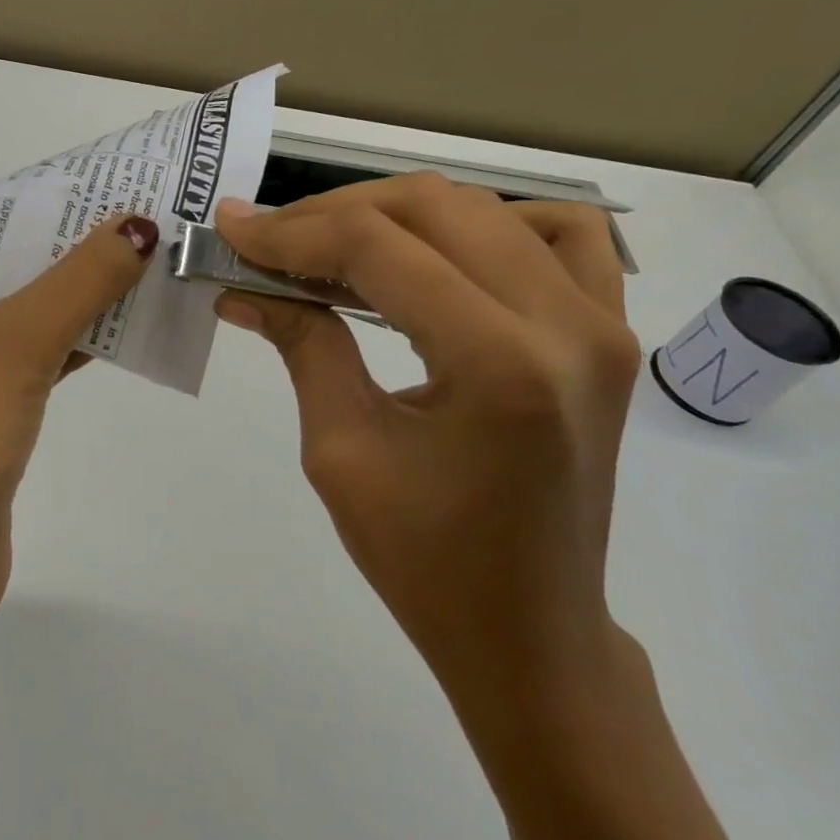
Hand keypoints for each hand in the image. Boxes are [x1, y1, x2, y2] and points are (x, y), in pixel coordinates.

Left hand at [0, 215, 159, 674]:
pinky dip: (64, 340)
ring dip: (67, 293)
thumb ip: (81, 279)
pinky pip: (19, 358)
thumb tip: (140, 225)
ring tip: (135, 252)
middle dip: (58, 244)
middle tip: (127, 209)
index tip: (91, 176)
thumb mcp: (16, 341)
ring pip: (9, 312)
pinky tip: (117, 318)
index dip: (29, 197)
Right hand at [212, 178, 641, 718]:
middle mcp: (565, 324)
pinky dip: (487, 221)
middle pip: (432, 207)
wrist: (529, 632)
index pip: (376, 249)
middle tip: (269, 240)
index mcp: (497, 364)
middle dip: (332, 212)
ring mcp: (602, 323)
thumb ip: (302, 342)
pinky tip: (439, 250)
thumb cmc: (424, 561)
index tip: (230, 230)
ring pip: (484, 207)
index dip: (291, 231)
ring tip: (333, 242)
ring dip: (395, 211)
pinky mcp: (609, 332)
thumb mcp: (340, 449)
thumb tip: (242, 284)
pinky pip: (557, 234)